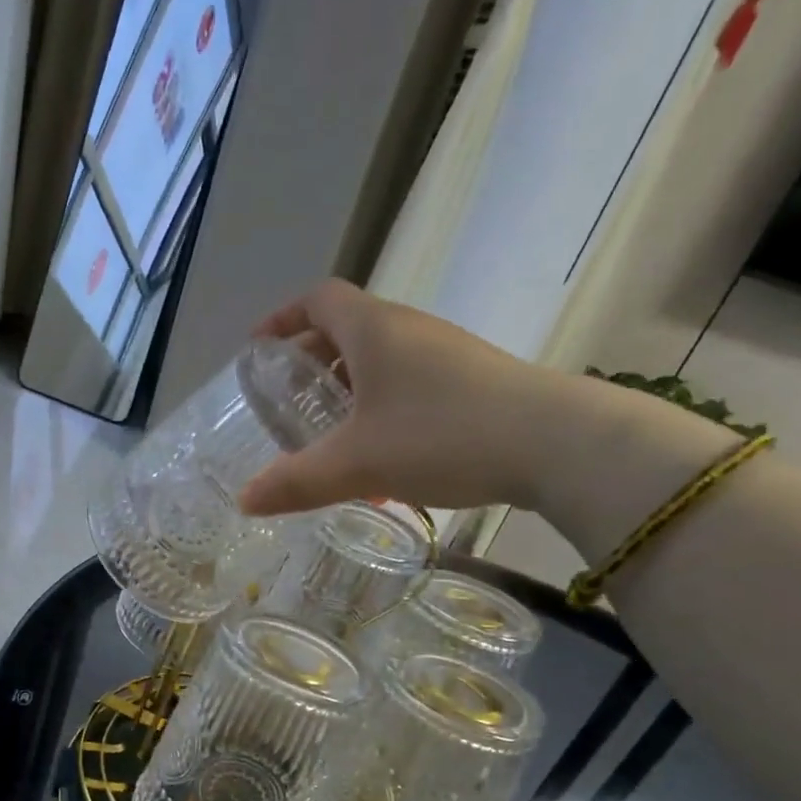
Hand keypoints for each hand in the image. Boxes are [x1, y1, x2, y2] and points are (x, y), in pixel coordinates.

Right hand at [238, 279, 589, 517]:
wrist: (556, 444)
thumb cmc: (442, 435)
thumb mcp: (357, 463)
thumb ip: (296, 482)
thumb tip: (244, 501)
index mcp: (374, 329)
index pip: (318, 299)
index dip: (283, 318)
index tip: (259, 351)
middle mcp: (409, 330)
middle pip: (346, 331)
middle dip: (310, 365)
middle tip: (288, 405)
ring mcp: (445, 355)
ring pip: (380, 363)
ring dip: (347, 393)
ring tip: (329, 438)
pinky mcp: (472, 382)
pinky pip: (409, 386)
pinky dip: (381, 411)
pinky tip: (381, 462)